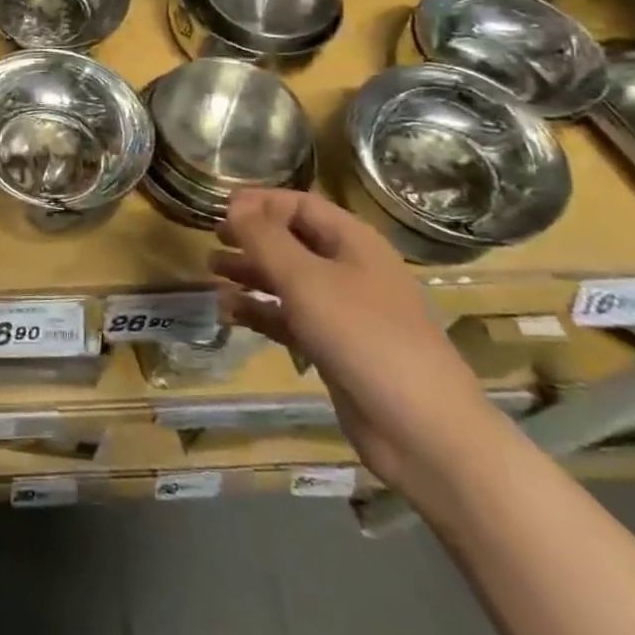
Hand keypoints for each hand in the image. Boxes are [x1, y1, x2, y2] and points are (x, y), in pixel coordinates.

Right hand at [212, 190, 511, 500]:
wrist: (423, 432)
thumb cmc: (364, 337)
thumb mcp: (306, 279)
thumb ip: (265, 238)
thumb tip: (235, 204)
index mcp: (354, 242)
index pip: (301, 205)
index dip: (260, 202)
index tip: (218, 206)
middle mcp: (350, 270)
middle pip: (293, 241)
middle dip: (252, 237)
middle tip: (212, 238)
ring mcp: (345, 312)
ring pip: (289, 280)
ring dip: (251, 273)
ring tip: (212, 272)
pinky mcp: (335, 349)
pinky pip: (291, 318)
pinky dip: (262, 311)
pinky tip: (230, 312)